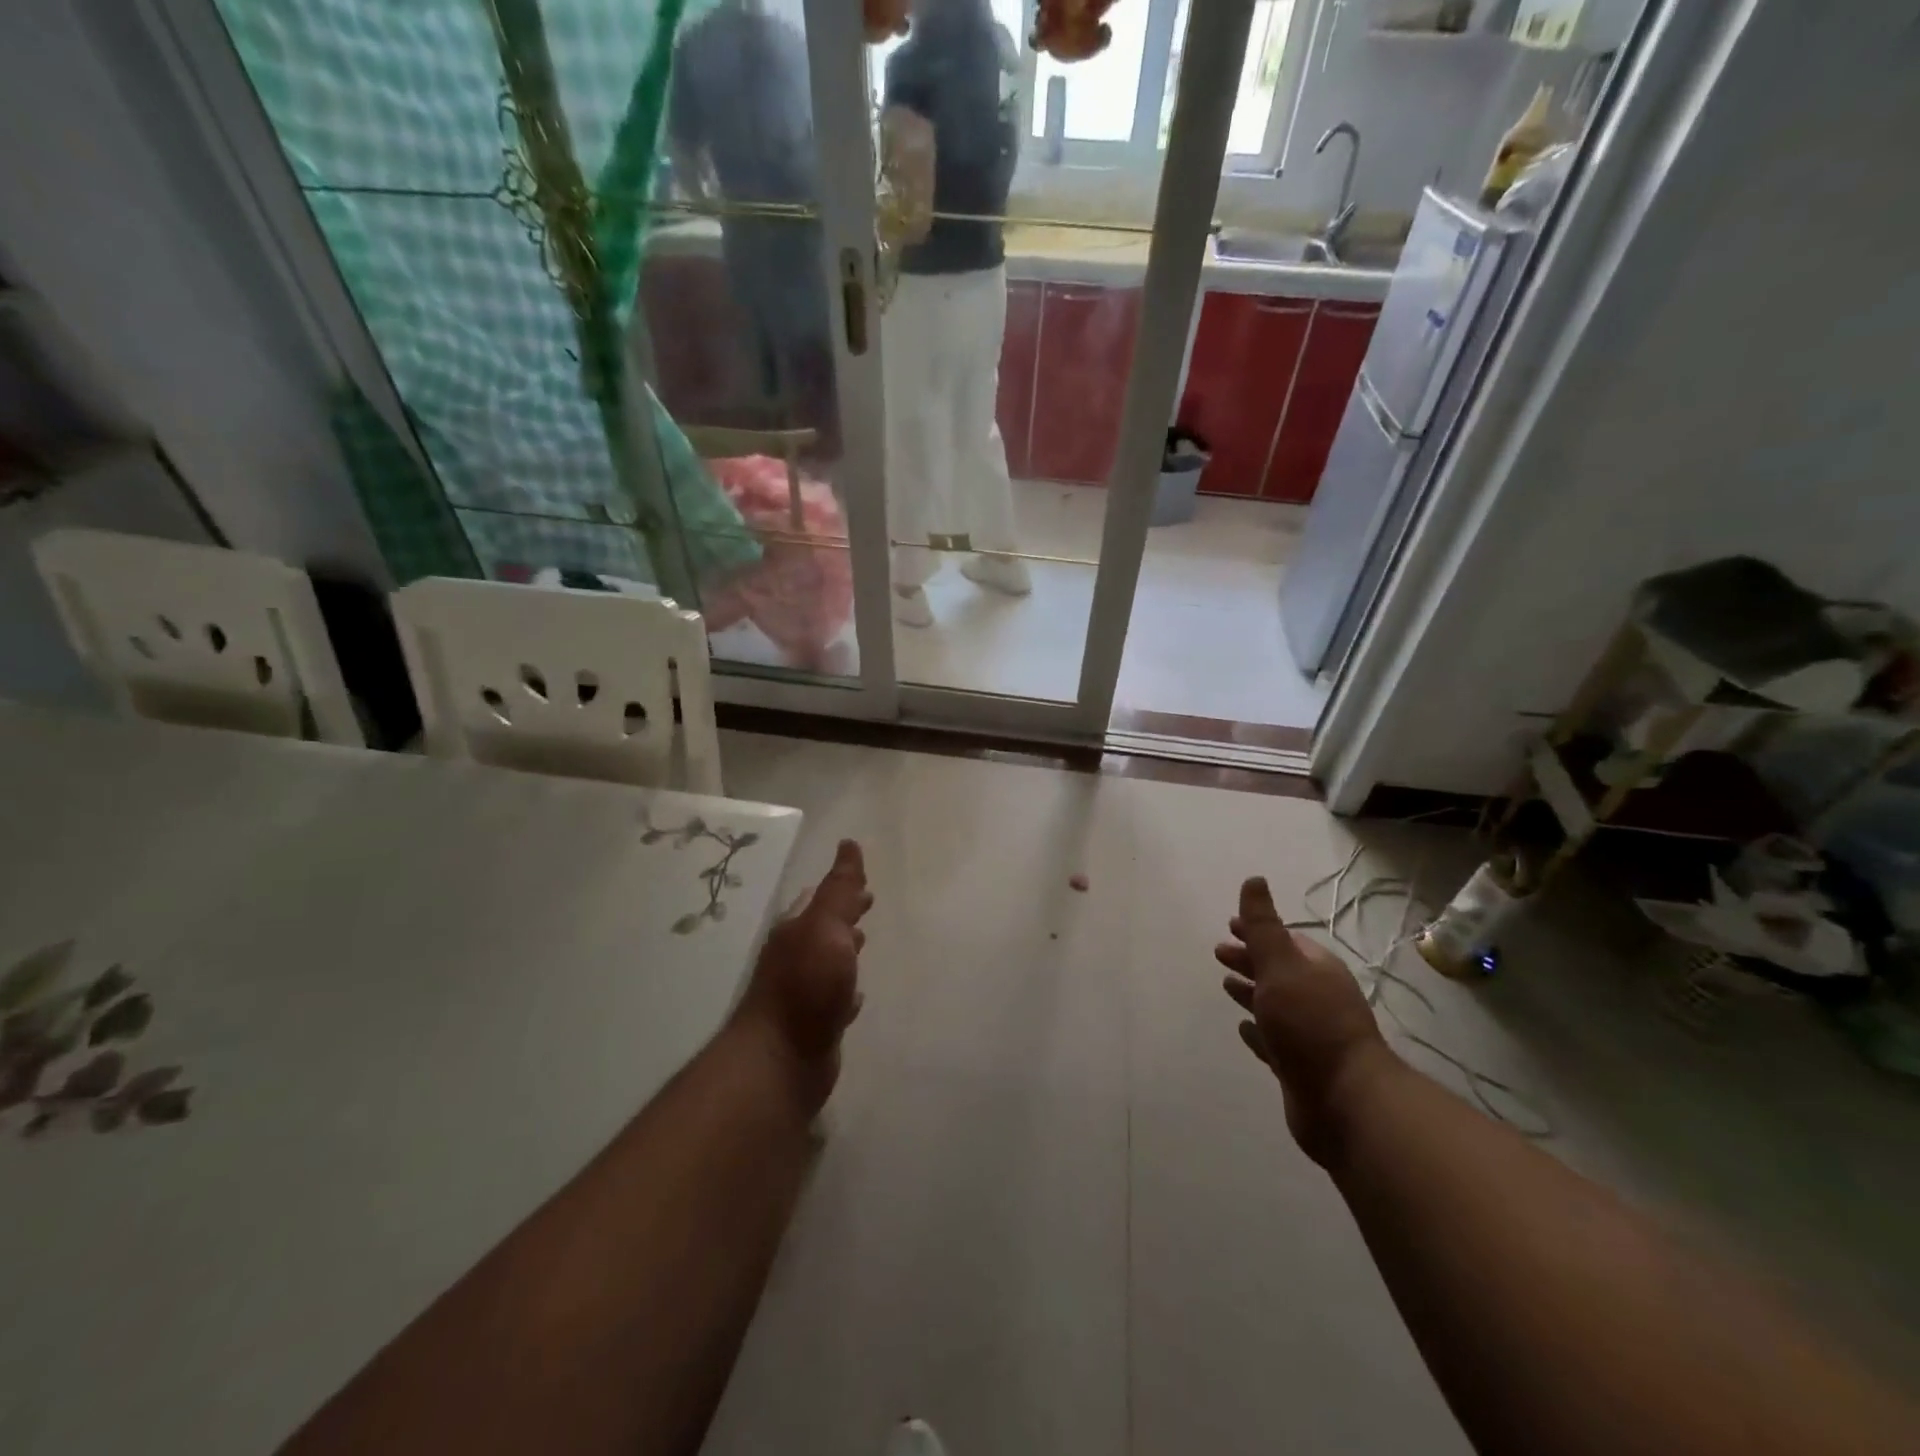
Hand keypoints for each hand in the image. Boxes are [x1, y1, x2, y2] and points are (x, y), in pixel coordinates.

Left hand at [733, 840, 871, 1109]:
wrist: (782, 1058)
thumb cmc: (806, 985)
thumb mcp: (826, 926)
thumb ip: (840, 889)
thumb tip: (849, 844)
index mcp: (796, 930)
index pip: (821, 899)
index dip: (843, 889)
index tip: (865, 883)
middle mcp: (795, 958)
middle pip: (824, 929)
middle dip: (845, 917)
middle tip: (868, 906)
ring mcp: (802, 994)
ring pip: (829, 964)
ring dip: (845, 952)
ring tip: (864, 944)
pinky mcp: (813, 1026)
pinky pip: (834, 1001)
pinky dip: (847, 994)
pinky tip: (857, 1000)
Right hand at [1217, 876, 1391, 1164]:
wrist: (1344, 1100)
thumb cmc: (1310, 1023)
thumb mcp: (1281, 964)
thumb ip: (1263, 925)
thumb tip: (1254, 879)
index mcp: (1316, 970)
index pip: (1284, 941)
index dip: (1256, 931)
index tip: (1230, 925)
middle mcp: (1316, 998)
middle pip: (1277, 971)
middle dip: (1250, 959)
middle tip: (1219, 953)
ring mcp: (1309, 1035)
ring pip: (1274, 1005)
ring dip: (1251, 993)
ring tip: (1225, 985)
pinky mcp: (1300, 1067)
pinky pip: (1272, 1041)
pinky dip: (1256, 1032)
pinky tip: (1243, 1029)